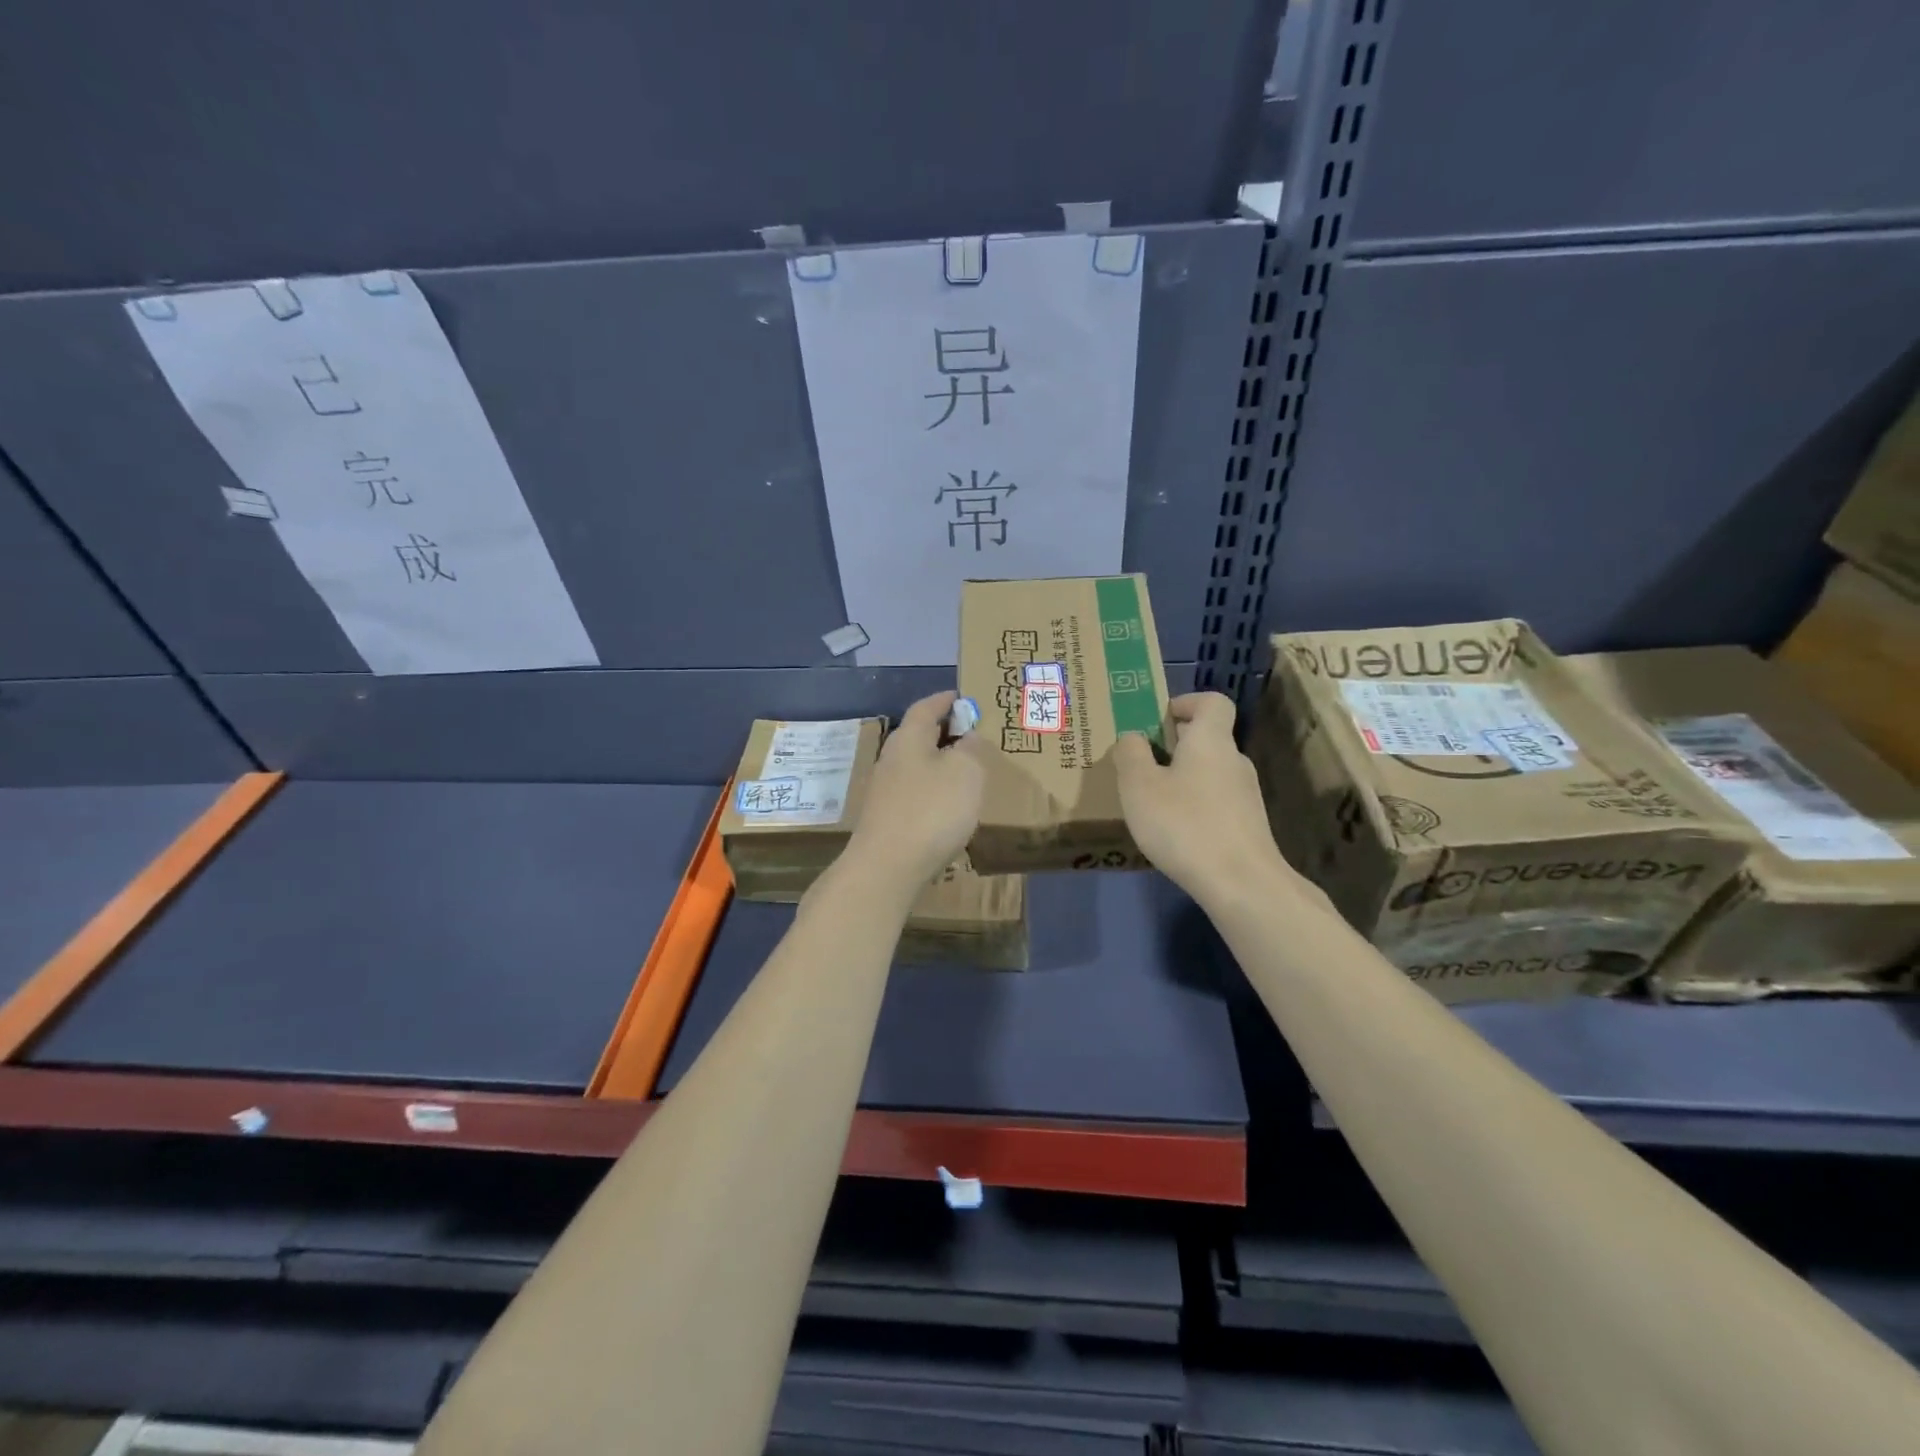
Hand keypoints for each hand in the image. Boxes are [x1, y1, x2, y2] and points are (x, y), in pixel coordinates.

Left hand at [843, 691, 990, 900]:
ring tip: (966, 770)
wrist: (886, 868)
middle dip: (944, 732)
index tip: (962, 697)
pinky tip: (949, 806)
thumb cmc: (931, 810)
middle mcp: (892, 759)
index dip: (945, 700)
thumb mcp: (965, 772)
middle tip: (972, 734)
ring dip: (939, 764)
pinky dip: (933, 790)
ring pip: (916, 765)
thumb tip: (967, 736)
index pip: (926, 707)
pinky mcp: (886, 818)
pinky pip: (914, 792)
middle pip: (919, 736)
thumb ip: (970, 749)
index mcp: (909, 738)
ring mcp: (885, 791)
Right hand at [1114, 692, 1294, 906]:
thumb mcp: (1139, 786)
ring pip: (1209, 773)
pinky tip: (1175, 833)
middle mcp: (1234, 761)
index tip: (1159, 719)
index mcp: (1210, 741)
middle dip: (1174, 745)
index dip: (1186, 702)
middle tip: (1140, 765)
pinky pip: (1216, 802)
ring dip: (1182, 778)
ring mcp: (1246, 795)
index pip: (1212, 702)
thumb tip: (1133, 738)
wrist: (1241, 884)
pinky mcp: (1247, 826)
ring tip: (1151, 803)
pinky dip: (1194, 806)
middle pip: (1207, 739)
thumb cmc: (1184, 824)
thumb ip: (1130, 754)